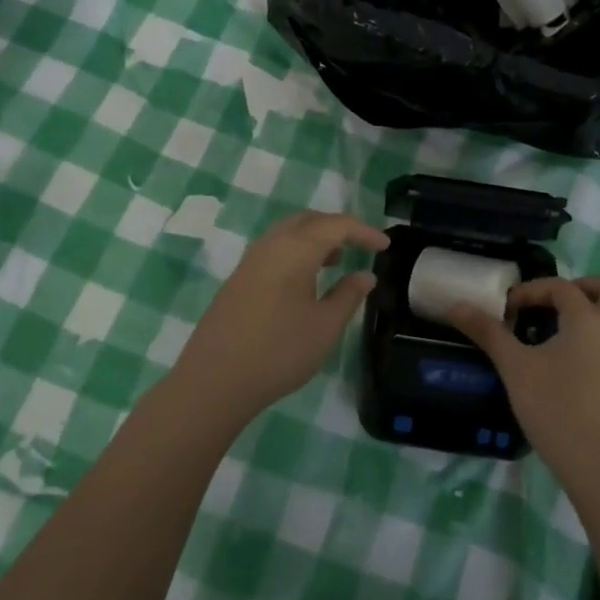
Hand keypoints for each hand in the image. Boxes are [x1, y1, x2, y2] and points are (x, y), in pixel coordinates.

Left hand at [173, 211, 389, 424]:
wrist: (213, 380)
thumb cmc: (278, 351)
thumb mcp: (325, 327)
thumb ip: (348, 296)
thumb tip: (365, 275)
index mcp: (296, 249)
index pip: (336, 225)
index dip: (364, 231)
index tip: (385, 246)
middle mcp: (271, 245)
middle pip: (309, 219)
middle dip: (337, 226)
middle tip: (360, 244)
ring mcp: (250, 261)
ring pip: (288, 232)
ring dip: (315, 237)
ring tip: (336, 260)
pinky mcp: (238, 279)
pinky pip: (274, 249)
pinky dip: (296, 251)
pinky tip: (304, 279)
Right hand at [447, 277, 599, 482]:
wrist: (595, 463)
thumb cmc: (553, 407)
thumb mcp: (514, 367)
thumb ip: (487, 332)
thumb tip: (457, 304)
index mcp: (588, 319)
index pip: (560, 288)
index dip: (532, 291)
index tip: (510, 308)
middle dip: (589, 286)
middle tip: (563, 303)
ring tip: (596, 323)